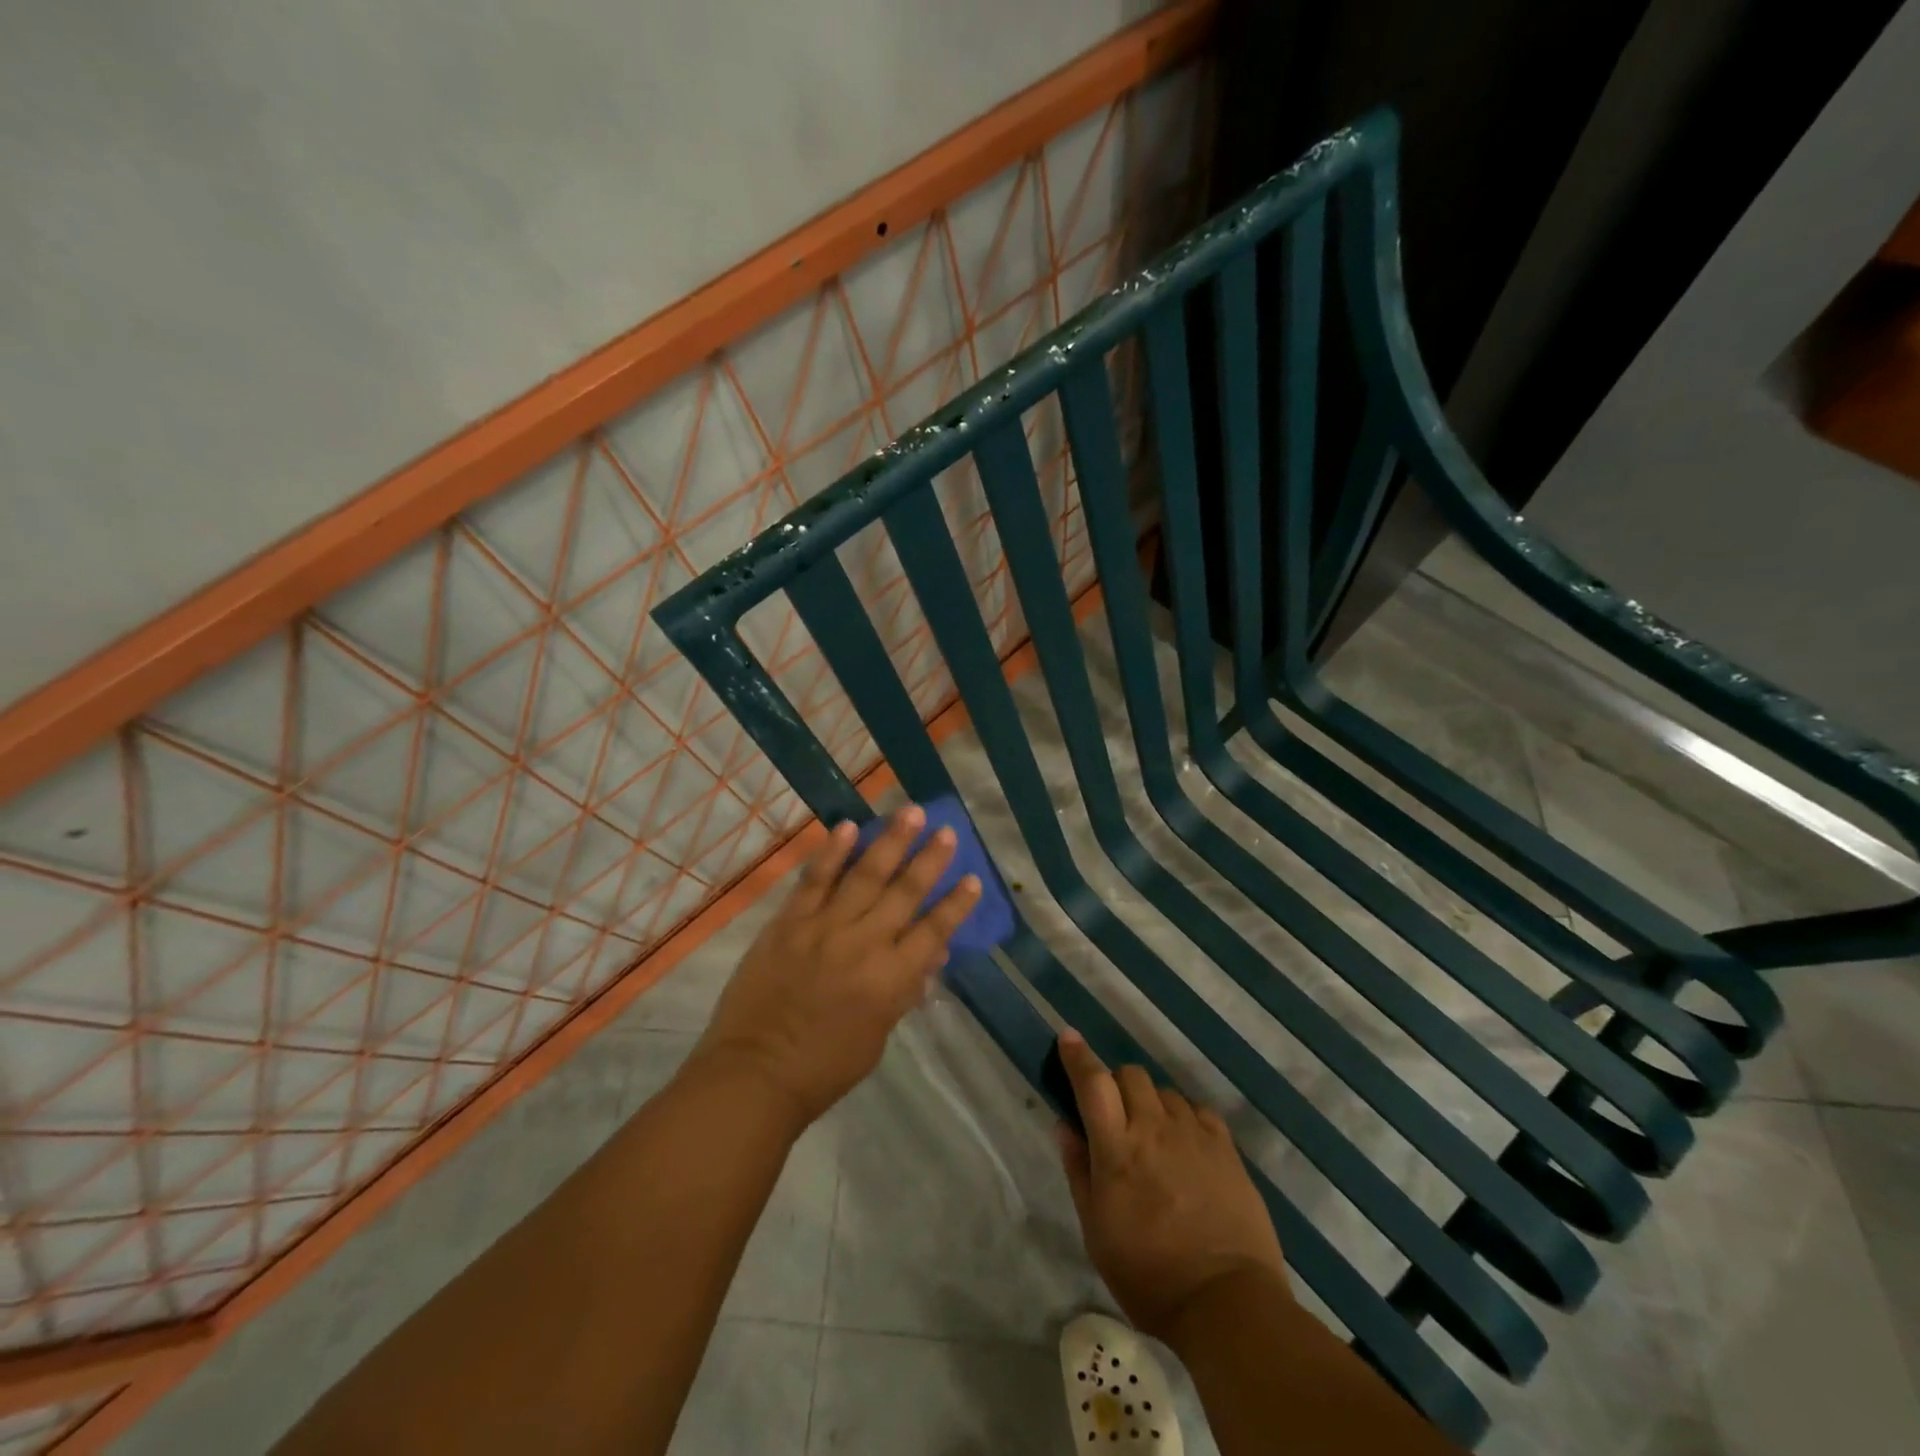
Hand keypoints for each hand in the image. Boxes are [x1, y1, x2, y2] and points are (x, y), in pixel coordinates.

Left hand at [688, 806, 982, 1128]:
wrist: (755, 1073)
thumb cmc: (825, 1066)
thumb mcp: (879, 1035)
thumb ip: (905, 991)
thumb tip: (932, 954)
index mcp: (890, 980)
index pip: (934, 932)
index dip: (956, 905)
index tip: (973, 878)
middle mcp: (864, 945)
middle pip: (904, 893)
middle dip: (929, 859)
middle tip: (946, 830)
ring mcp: (824, 928)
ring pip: (864, 875)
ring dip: (890, 841)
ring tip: (910, 812)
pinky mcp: (789, 922)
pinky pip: (814, 880)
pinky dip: (831, 852)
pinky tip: (847, 826)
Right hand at [1055, 1031, 1288, 1340]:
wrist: (1227, 1304)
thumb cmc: (1148, 1275)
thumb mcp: (1096, 1231)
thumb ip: (1079, 1170)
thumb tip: (1065, 1125)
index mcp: (1117, 1148)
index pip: (1093, 1083)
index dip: (1078, 1056)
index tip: (1069, 1038)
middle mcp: (1154, 1128)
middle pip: (1131, 1075)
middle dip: (1117, 1084)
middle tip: (1115, 1115)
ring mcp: (1194, 1135)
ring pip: (1165, 1091)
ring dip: (1151, 1103)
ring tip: (1154, 1137)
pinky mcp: (1226, 1149)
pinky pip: (1199, 1111)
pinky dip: (1185, 1118)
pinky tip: (1186, 1145)